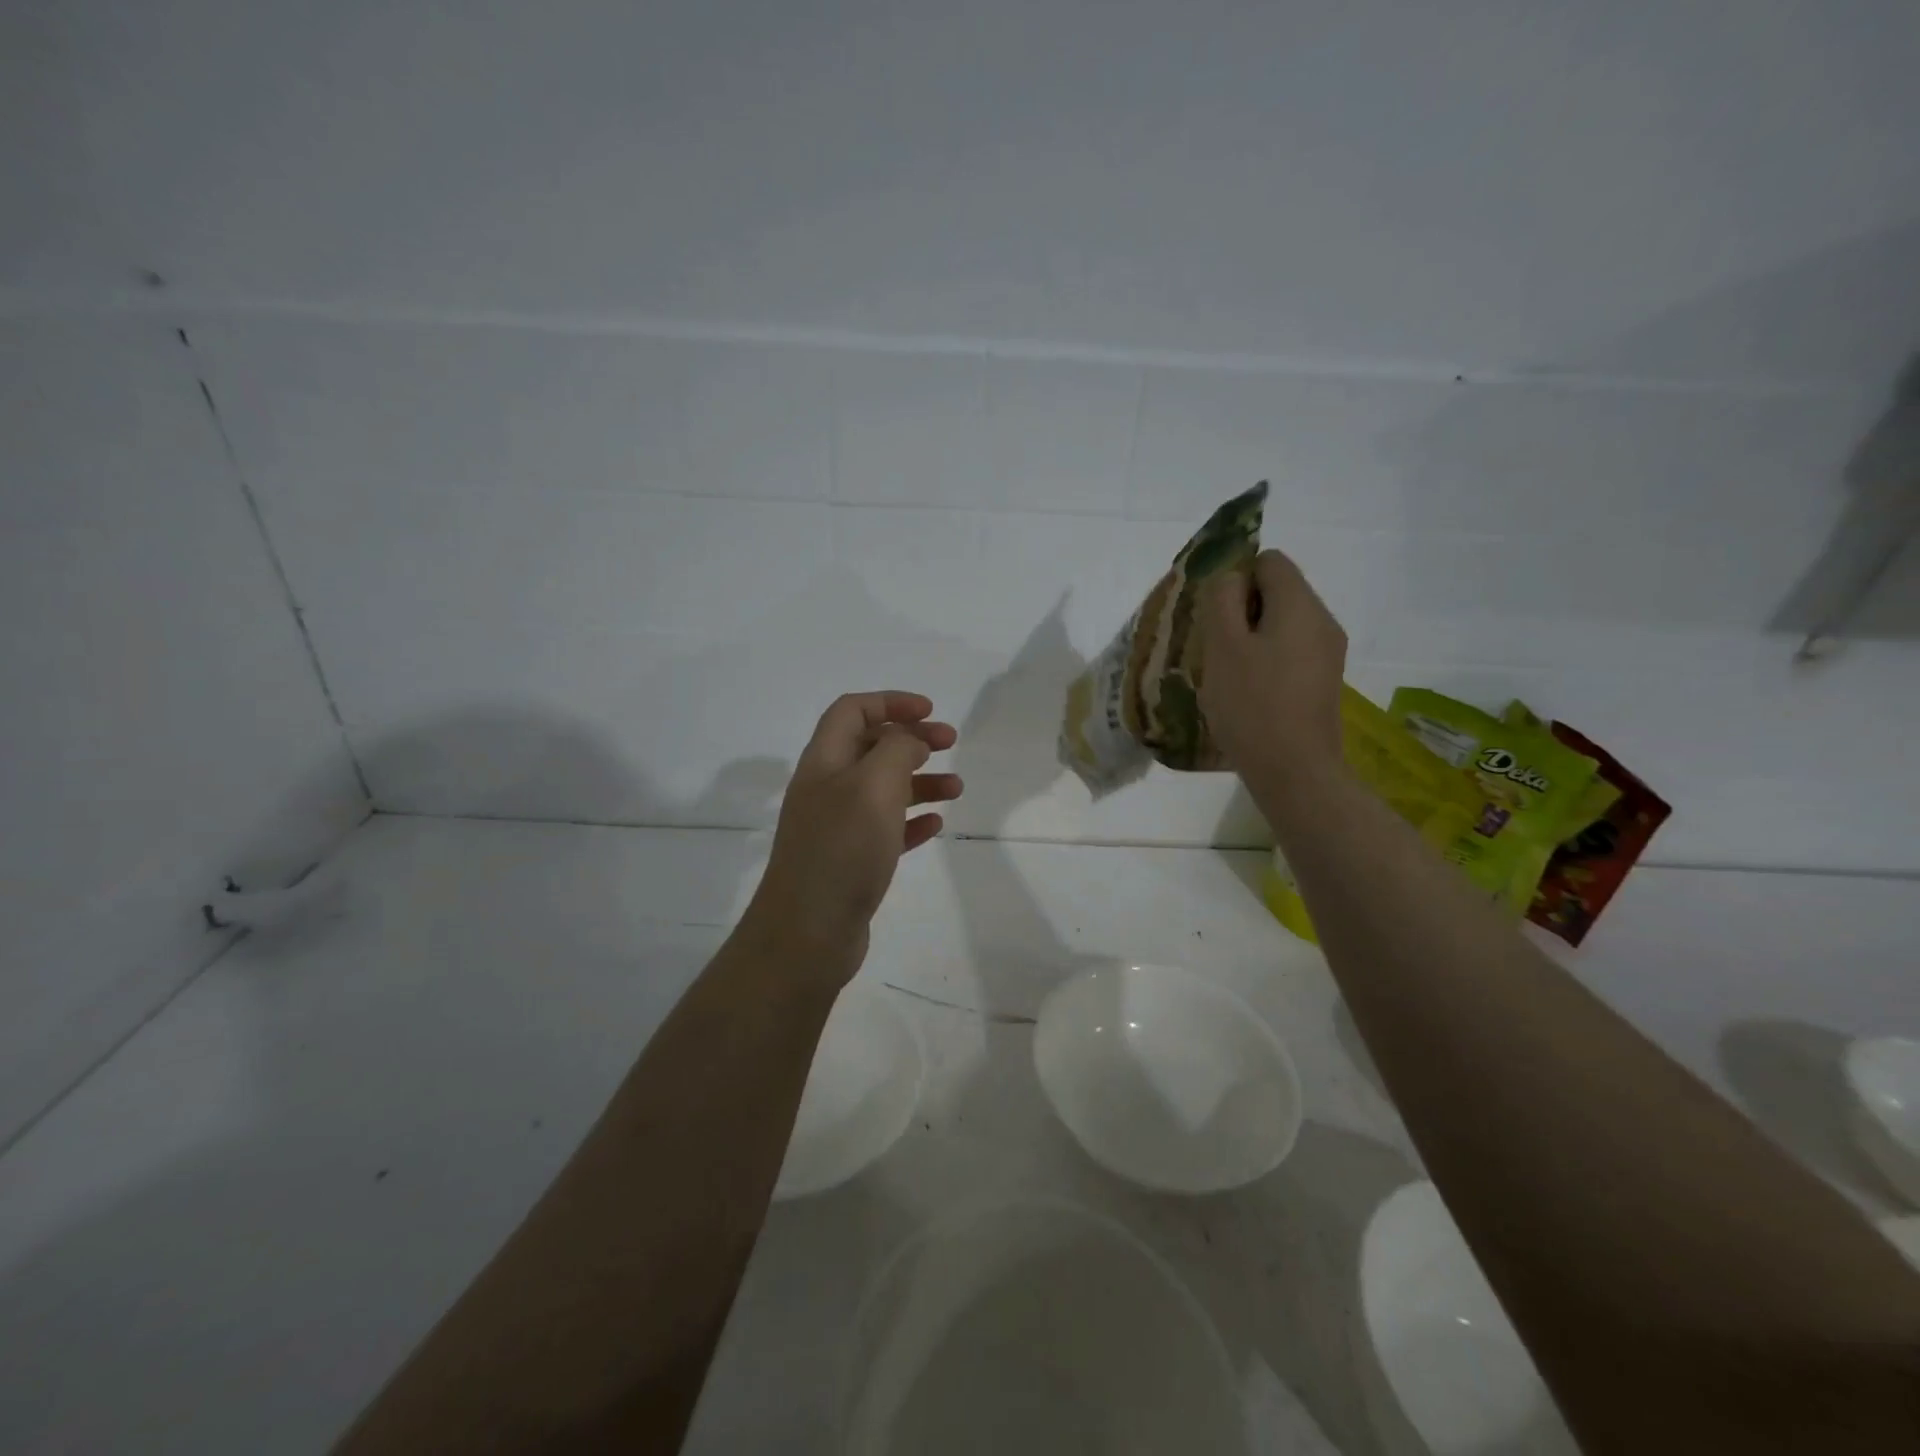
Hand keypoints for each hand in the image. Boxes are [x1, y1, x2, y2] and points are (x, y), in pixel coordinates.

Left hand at [741, 692, 961, 983]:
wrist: (807, 934)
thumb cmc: (842, 850)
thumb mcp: (874, 786)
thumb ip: (896, 750)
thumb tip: (909, 741)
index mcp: (824, 762)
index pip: (852, 711)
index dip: (890, 702)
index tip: (930, 712)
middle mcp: (827, 789)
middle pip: (870, 747)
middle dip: (912, 739)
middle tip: (950, 744)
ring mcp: (837, 827)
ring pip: (883, 790)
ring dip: (920, 782)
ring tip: (957, 790)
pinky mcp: (850, 861)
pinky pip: (886, 830)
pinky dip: (912, 821)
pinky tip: (936, 826)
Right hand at [1198, 550, 1347, 795]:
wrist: (1295, 771)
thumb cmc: (1252, 704)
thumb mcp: (1223, 646)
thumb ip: (1222, 600)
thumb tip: (1230, 577)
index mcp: (1300, 605)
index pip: (1269, 561)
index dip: (1236, 578)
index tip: (1215, 616)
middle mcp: (1322, 621)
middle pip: (1278, 592)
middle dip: (1241, 611)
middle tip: (1216, 648)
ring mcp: (1328, 654)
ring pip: (1282, 625)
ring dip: (1251, 639)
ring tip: (1228, 674)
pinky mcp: (1323, 682)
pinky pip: (1290, 652)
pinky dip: (1266, 661)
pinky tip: (1248, 693)